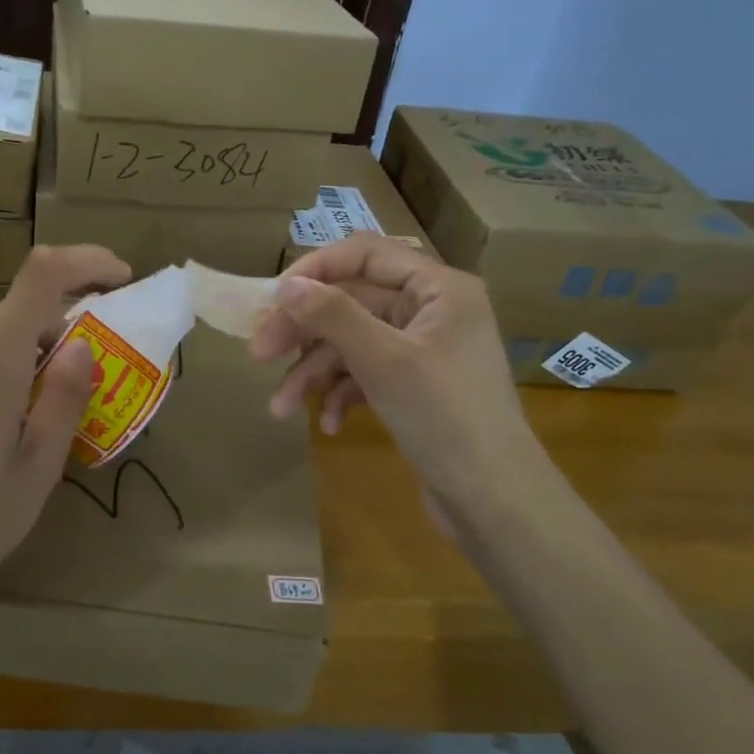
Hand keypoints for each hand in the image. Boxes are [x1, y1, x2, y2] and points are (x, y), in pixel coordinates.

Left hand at [0, 244, 130, 618]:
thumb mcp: (40, 465)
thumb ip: (66, 395)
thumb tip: (83, 346)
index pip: (43, 273)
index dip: (88, 261)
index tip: (121, 279)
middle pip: (20, 309)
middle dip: (64, 328)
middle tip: (92, 379)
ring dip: (29, 355)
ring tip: (44, 414)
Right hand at [248, 234, 536, 518]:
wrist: (493, 498)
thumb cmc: (444, 416)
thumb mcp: (383, 360)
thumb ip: (333, 316)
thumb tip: (286, 285)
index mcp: (438, 288)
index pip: (365, 254)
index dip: (315, 270)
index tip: (272, 299)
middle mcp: (431, 311)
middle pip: (352, 302)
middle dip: (305, 331)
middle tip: (259, 354)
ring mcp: (422, 350)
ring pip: (353, 344)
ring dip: (315, 373)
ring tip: (281, 408)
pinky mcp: (414, 386)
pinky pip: (366, 375)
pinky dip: (342, 395)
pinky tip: (329, 425)